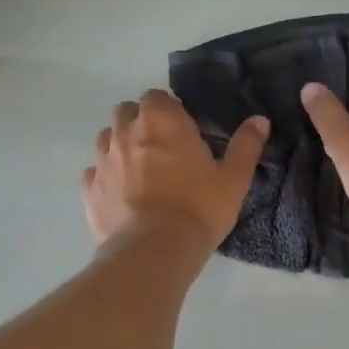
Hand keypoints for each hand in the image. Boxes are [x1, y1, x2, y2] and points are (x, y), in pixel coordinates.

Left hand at [82, 90, 268, 249]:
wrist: (154, 251)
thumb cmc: (198, 208)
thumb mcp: (233, 178)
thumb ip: (245, 145)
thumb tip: (260, 120)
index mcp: (161, 120)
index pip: (157, 97)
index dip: (169, 112)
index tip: (184, 133)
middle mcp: (125, 131)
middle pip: (127, 112)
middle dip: (141, 123)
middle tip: (162, 150)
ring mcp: (102, 159)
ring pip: (107, 139)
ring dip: (121, 147)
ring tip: (141, 173)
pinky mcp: (89, 189)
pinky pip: (95, 173)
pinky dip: (106, 178)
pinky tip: (122, 196)